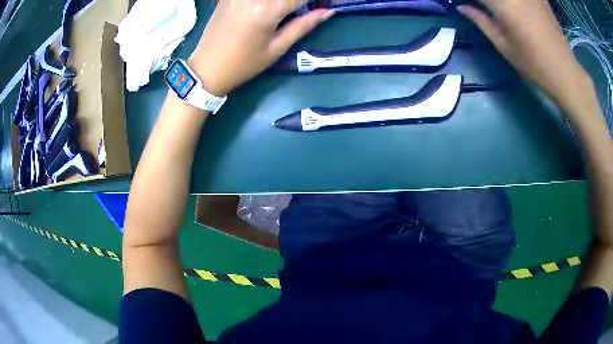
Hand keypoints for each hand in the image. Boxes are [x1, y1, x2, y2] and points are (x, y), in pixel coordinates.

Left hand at [188, 0, 332, 95]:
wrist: (206, 69)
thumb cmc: (243, 64)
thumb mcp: (276, 48)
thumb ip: (303, 25)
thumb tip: (327, 12)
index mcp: (268, 8)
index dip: (315, 0)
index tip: (321, 5)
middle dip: (296, 1)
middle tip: (301, 9)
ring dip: (283, 1)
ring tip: (285, 11)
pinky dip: (266, 1)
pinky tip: (268, 8)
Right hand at [458, 0, 593, 109]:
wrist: (565, 73)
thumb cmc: (534, 65)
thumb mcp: (504, 46)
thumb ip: (482, 21)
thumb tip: (463, 7)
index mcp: (504, 5)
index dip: (472, 0)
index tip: (467, 4)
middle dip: (488, 2)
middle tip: (487, 9)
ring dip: (501, 3)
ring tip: (501, 11)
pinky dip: (516, 2)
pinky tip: (517, 8)